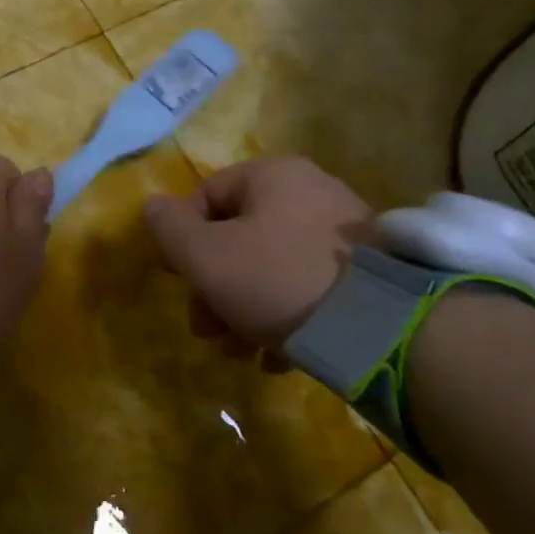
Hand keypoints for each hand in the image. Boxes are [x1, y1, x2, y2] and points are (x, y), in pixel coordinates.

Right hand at [145, 158, 374, 369]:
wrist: (382, 330)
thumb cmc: (276, 280)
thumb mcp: (205, 256)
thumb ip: (169, 228)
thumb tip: (152, 206)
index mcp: (273, 176)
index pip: (207, 196)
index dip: (182, 239)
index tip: (177, 280)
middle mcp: (312, 192)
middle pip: (240, 236)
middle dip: (214, 286)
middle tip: (206, 329)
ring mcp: (347, 234)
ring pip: (272, 266)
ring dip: (244, 307)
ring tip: (239, 352)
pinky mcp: (371, 274)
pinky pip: (310, 288)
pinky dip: (286, 316)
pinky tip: (277, 357)